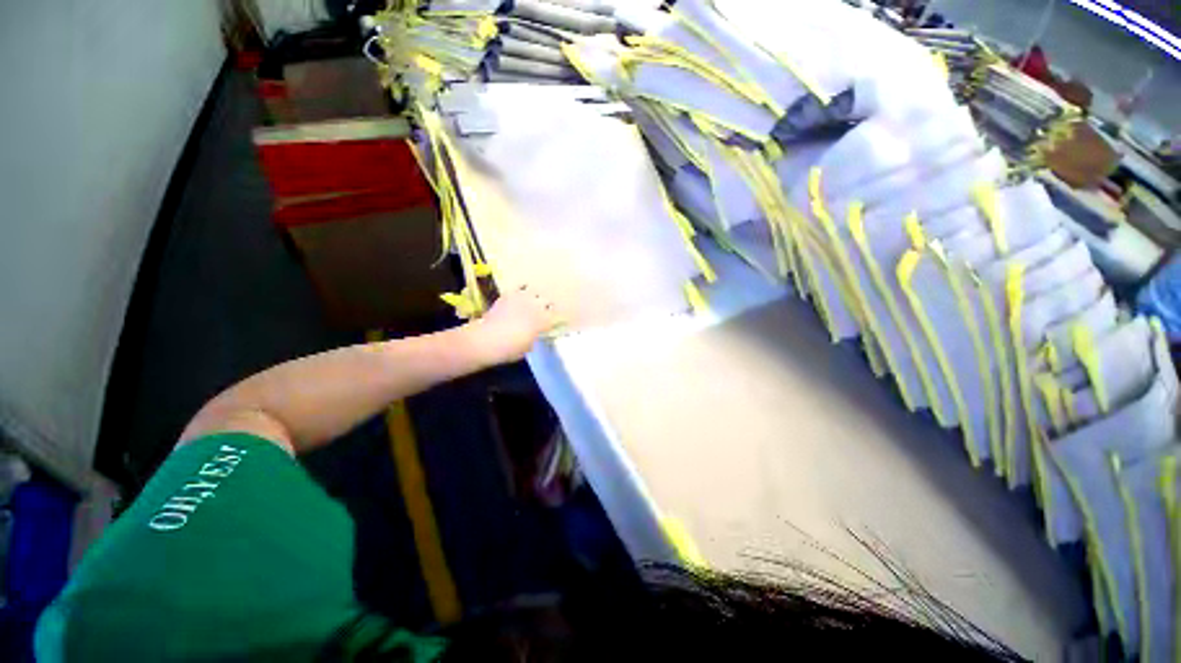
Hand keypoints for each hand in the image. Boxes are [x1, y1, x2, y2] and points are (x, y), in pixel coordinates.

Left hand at [468, 285, 559, 363]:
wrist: (488, 339)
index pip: (557, 316)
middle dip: (547, 306)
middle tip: (544, 311)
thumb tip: (533, 335)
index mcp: (544, 321)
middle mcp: (536, 307)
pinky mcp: (509, 294)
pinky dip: (522, 289)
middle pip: (548, 301)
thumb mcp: (527, 348)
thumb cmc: (510, 349)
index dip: (557, 318)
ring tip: (533, 300)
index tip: (554, 322)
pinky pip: (520, 286)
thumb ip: (533, 339)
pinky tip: (521, 292)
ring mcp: (523, 298)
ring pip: (536, 291)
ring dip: (536, 296)